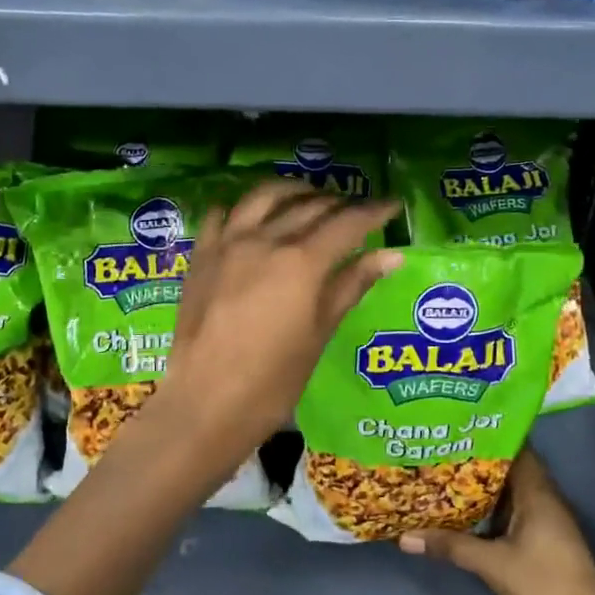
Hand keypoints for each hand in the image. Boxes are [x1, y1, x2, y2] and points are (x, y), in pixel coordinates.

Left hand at [158, 181, 400, 474]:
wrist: (206, 403)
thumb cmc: (274, 381)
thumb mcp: (320, 333)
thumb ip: (352, 285)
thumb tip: (391, 256)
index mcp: (301, 262)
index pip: (347, 223)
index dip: (374, 211)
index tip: (392, 205)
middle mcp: (265, 240)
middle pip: (310, 206)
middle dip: (339, 204)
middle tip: (357, 211)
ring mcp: (228, 243)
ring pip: (265, 196)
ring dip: (294, 192)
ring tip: (310, 198)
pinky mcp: (202, 255)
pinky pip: (224, 213)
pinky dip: (245, 207)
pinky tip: (254, 216)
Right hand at [399, 450, 594, 594]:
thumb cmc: (543, 584)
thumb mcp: (493, 565)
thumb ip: (452, 547)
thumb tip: (405, 537)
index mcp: (537, 492)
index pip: (515, 448)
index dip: (489, 436)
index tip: (459, 429)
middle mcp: (545, 497)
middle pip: (511, 468)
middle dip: (480, 461)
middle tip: (445, 451)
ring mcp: (548, 519)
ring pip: (513, 491)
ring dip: (487, 486)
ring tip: (449, 475)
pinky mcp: (547, 537)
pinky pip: (517, 509)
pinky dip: (495, 507)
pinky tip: (470, 512)